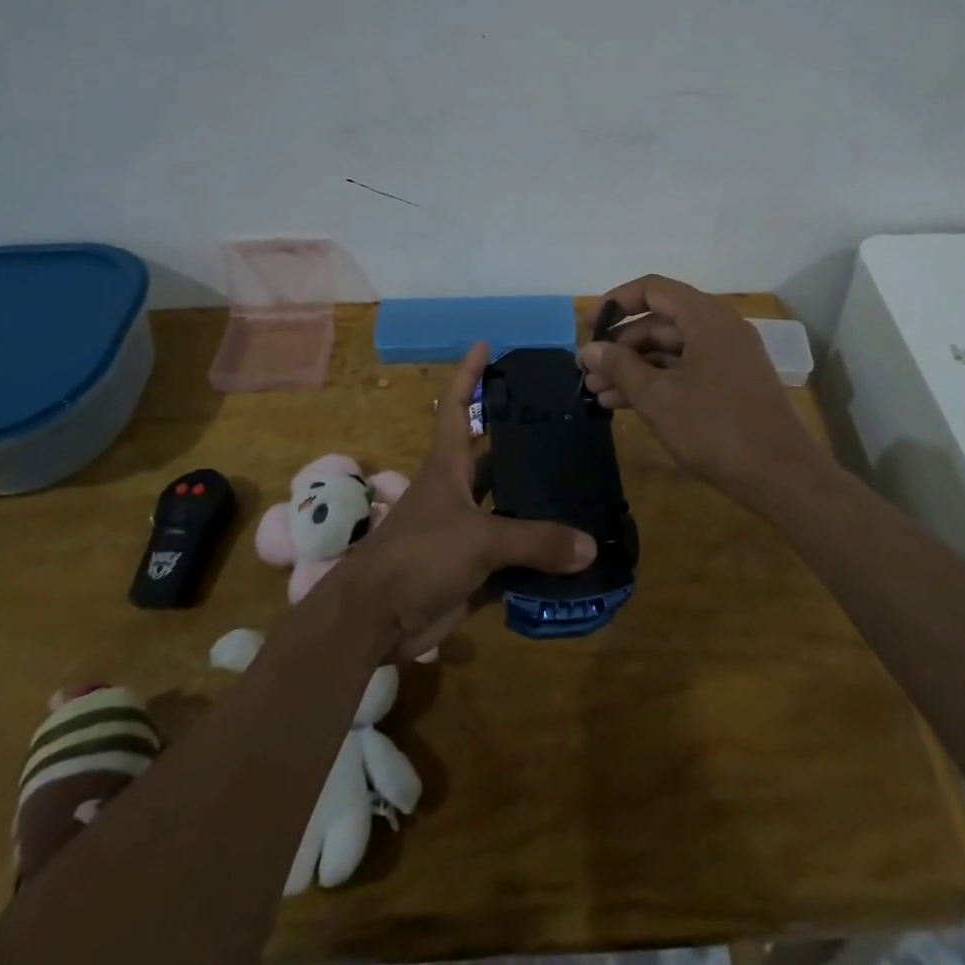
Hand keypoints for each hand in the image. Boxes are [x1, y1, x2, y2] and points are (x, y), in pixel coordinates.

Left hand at [344, 342, 596, 657]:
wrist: (374, 619)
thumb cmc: (418, 557)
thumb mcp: (478, 539)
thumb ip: (535, 541)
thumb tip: (590, 547)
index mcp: (448, 467)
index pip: (457, 407)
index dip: (469, 375)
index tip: (486, 345)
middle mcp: (456, 492)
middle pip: (493, 458)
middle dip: (523, 442)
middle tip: (567, 426)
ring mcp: (463, 531)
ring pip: (507, 508)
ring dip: (537, 504)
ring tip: (583, 488)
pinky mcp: (471, 569)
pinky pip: (512, 557)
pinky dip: (538, 557)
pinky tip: (573, 553)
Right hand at [578, 275, 823, 507]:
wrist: (781, 477)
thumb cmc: (715, 428)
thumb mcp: (658, 397)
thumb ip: (620, 367)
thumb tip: (589, 349)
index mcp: (706, 318)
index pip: (653, 290)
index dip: (616, 302)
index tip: (588, 327)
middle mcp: (719, 329)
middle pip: (659, 322)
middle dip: (620, 346)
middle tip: (588, 371)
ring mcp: (727, 358)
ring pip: (669, 351)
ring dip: (633, 368)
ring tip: (597, 392)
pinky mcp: (730, 385)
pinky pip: (684, 371)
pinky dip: (655, 382)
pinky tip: (623, 405)